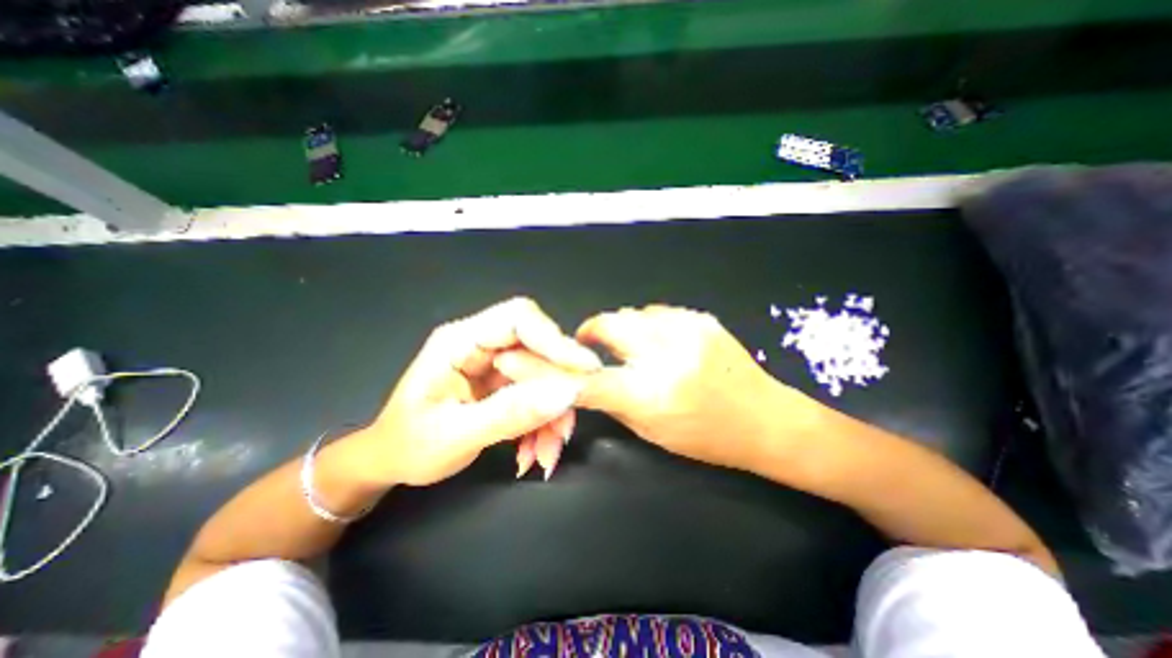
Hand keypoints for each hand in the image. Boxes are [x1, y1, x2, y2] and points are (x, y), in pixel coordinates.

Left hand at [346, 295, 598, 484]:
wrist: (390, 461)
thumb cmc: (407, 446)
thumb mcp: (455, 436)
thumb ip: (511, 413)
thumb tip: (567, 392)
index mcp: (460, 341)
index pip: (518, 319)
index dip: (555, 340)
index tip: (585, 371)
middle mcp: (482, 343)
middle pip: (539, 348)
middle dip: (557, 391)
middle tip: (563, 431)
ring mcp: (495, 362)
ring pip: (544, 375)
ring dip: (553, 414)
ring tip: (546, 453)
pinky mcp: (505, 382)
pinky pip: (538, 393)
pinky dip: (544, 422)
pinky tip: (534, 450)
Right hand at [504, 305, 822, 475]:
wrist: (765, 420)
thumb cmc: (706, 437)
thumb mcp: (651, 430)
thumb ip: (613, 400)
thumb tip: (581, 378)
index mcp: (652, 396)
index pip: (585, 380)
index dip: (546, 370)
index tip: (523, 357)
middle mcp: (667, 357)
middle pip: (608, 326)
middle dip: (594, 333)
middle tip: (593, 345)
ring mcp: (688, 331)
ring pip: (632, 314)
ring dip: (625, 330)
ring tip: (635, 348)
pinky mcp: (702, 318)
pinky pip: (658, 313)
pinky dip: (649, 326)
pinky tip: (661, 343)